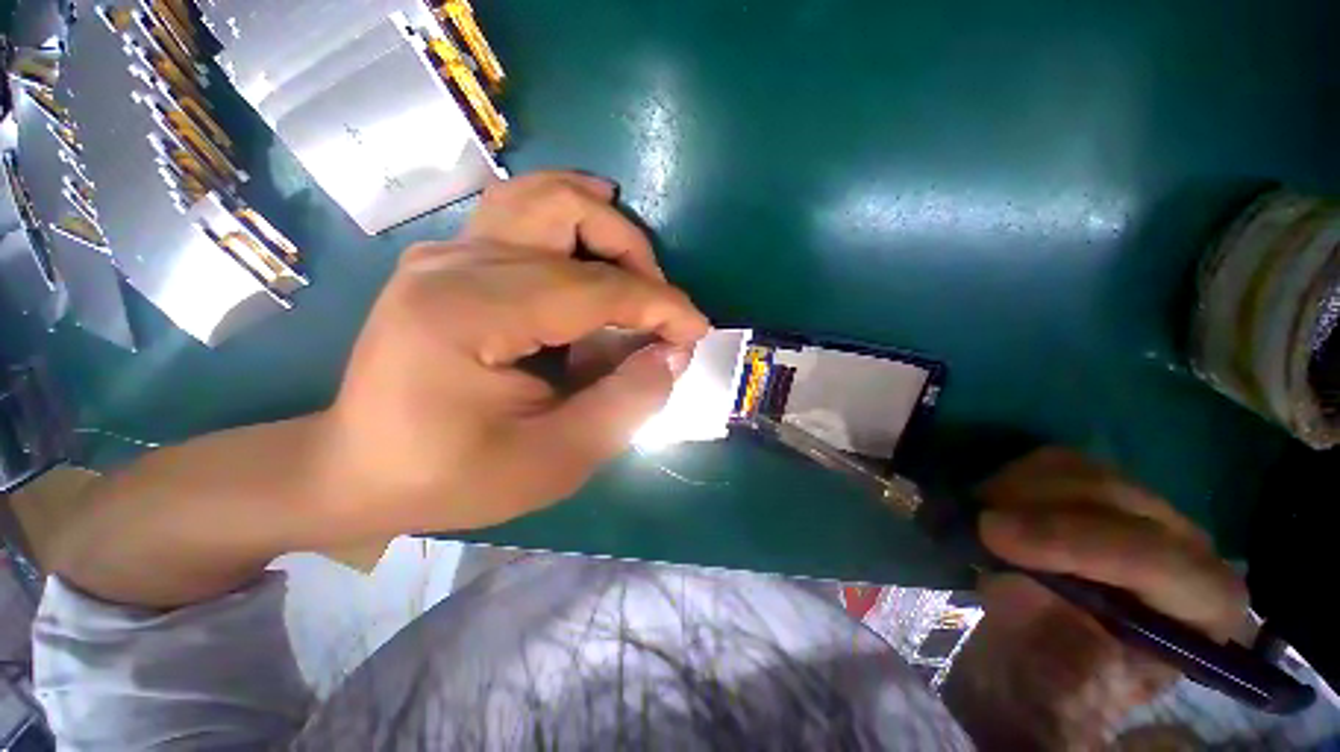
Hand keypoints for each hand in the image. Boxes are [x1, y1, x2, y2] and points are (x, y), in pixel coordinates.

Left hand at [319, 171, 709, 535]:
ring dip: (604, 227)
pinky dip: (571, 222)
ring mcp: (447, 252)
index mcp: (469, 313)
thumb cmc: (453, 476)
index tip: (696, 330)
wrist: (360, 468)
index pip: (593, 289)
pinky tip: (591, 246)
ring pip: (544, 198)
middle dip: (634, 256)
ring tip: (637, 270)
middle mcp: (454, 263)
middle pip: (568, 214)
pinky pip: (522, 214)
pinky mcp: (450, 260)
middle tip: (658, 308)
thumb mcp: (553, 460)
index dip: (659, 305)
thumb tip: (672, 354)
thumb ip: (625, 404)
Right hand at [943, 448, 1248, 749]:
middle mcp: (1189, 547)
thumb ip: (1054, 644)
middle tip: (973, 522)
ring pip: (1084, 470)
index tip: (991, 536)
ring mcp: (1146, 512)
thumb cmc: (1060, 681)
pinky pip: (1056, 464)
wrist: (1050, 653)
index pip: (1154, 559)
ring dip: (1019, 487)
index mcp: (1204, 608)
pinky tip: (992, 504)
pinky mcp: (1101, 492)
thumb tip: (1019, 583)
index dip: (1071, 541)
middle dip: (1037, 507)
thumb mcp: (1058, 683)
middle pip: (1119, 499)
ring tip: (978, 516)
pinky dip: (1013, 477)